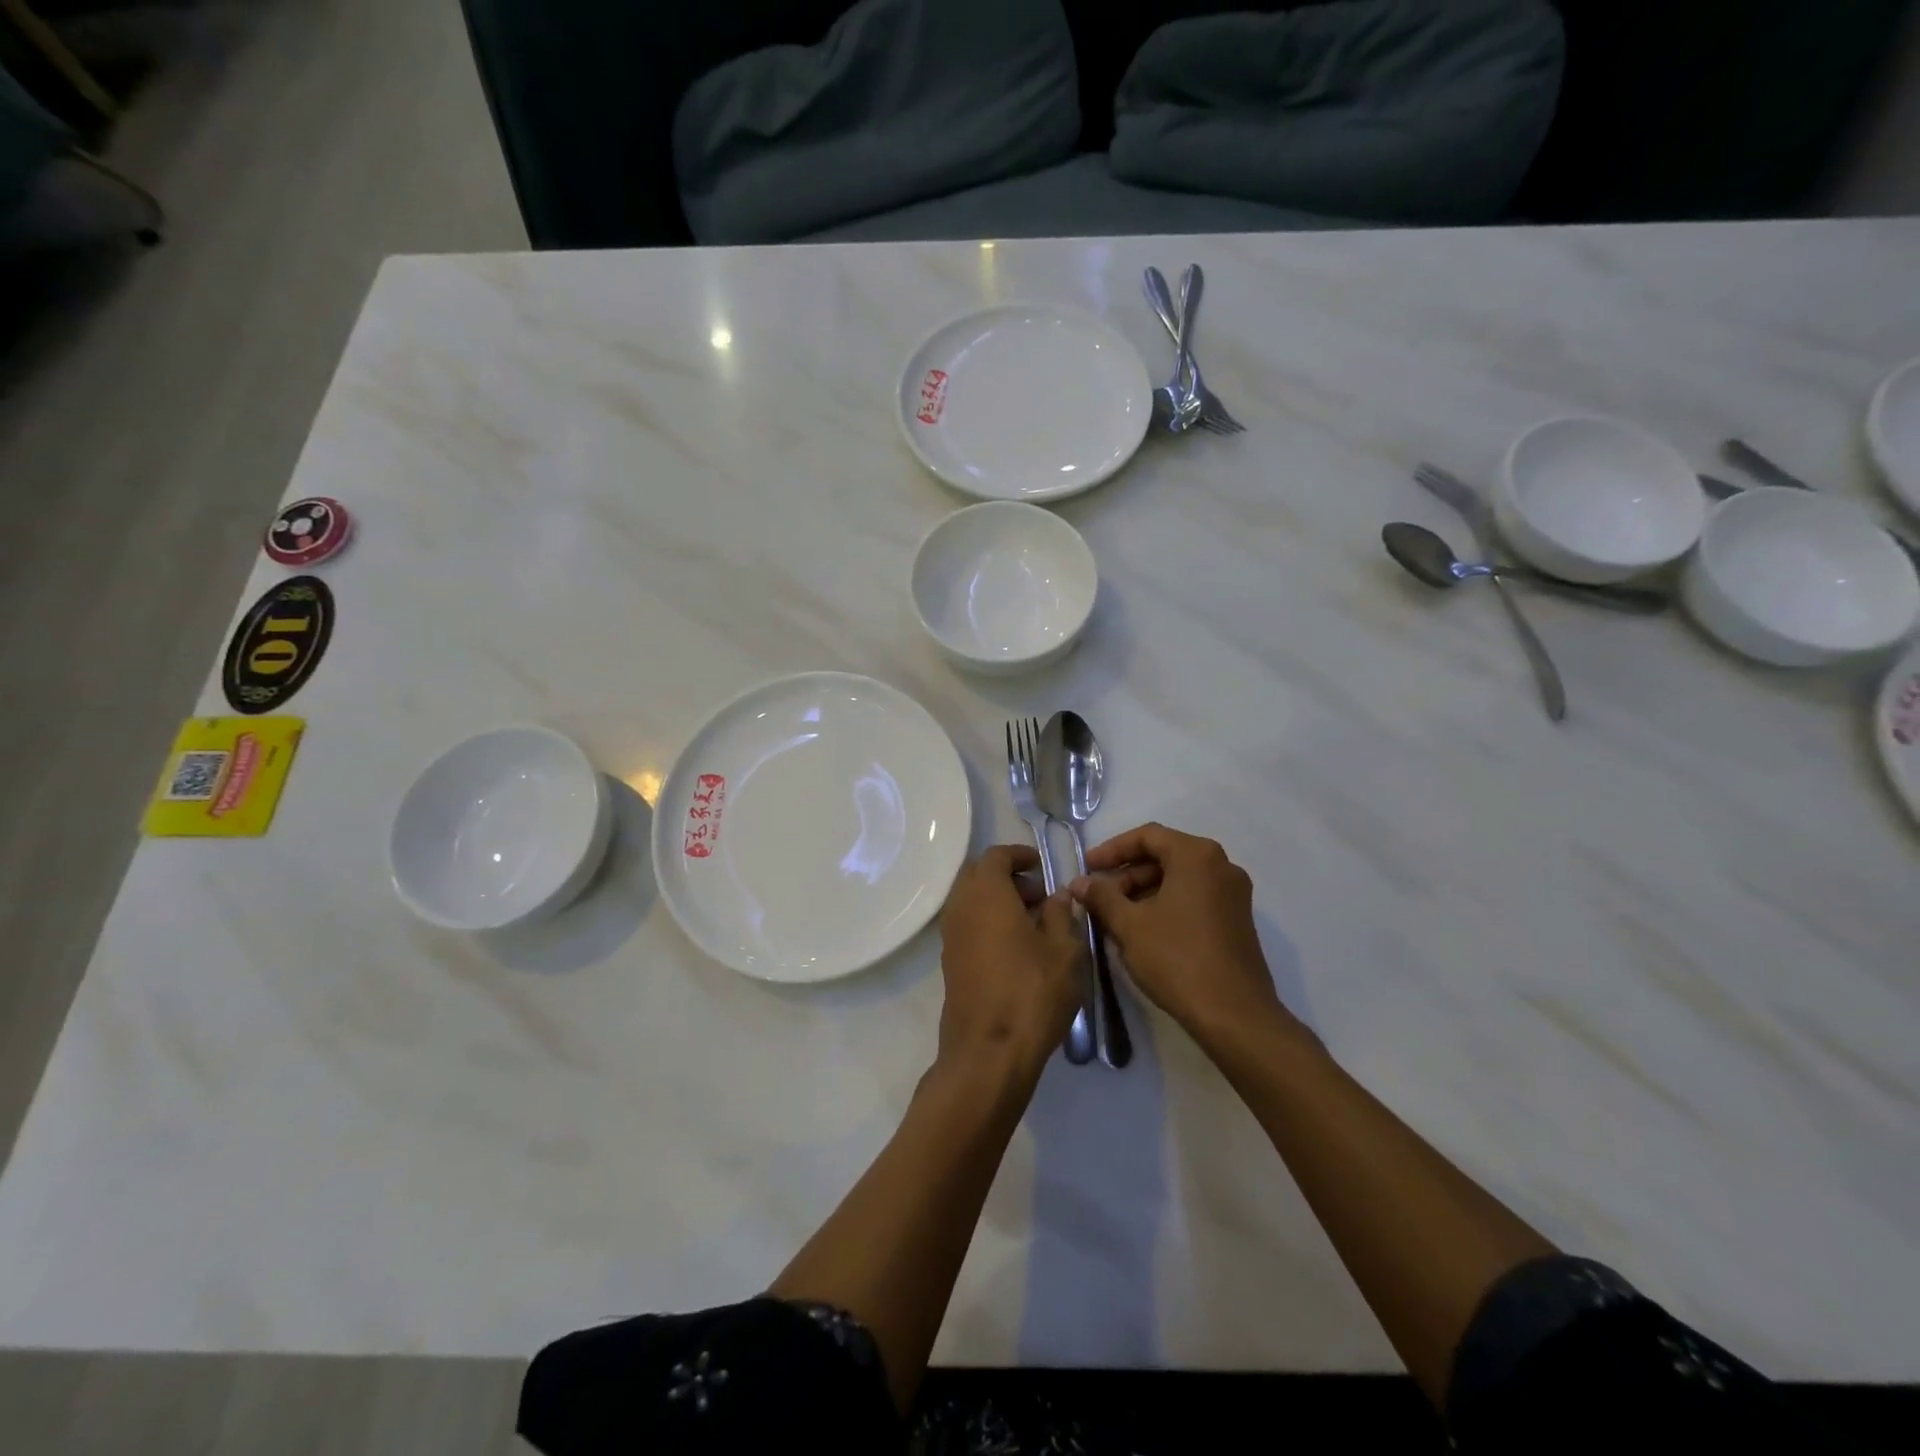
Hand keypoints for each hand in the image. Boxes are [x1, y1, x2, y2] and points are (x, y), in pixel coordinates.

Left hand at [937, 845, 1082, 1075]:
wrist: (988, 1052)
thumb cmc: (1032, 992)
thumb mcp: (1064, 950)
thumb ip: (1062, 915)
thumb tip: (1058, 895)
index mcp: (986, 893)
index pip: (995, 856)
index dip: (1019, 855)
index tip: (1040, 865)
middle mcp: (961, 907)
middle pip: (978, 876)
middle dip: (1007, 877)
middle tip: (1039, 895)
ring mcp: (950, 937)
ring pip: (971, 902)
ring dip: (997, 901)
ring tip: (1034, 924)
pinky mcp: (950, 963)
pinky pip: (968, 926)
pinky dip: (988, 923)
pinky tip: (1016, 949)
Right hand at [1071, 823, 1289, 1048]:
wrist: (1234, 1015)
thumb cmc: (1177, 958)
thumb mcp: (1129, 925)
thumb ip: (1102, 897)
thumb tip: (1080, 882)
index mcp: (1197, 856)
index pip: (1147, 836)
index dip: (1112, 849)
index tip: (1087, 867)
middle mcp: (1221, 866)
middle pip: (1164, 855)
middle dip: (1127, 873)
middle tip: (1098, 896)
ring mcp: (1233, 894)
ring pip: (1179, 878)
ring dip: (1143, 891)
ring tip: (1114, 916)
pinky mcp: (1236, 920)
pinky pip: (1194, 897)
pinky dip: (1165, 904)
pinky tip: (1142, 930)